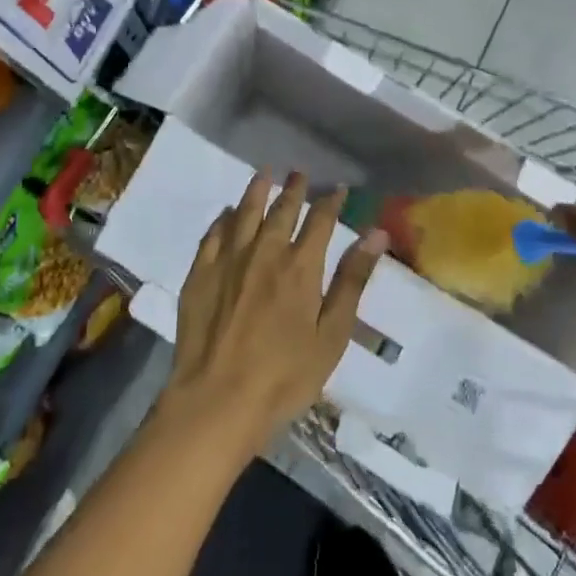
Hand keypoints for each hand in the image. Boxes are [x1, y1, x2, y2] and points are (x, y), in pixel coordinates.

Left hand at [163, 171, 386, 459]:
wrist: (217, 401)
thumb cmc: (284, 376)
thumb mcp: (331, 335)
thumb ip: (352, 281)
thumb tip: (376, 234)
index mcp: (300, 266)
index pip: (320, 220)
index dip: (330, 201)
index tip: (337, 188)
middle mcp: (264, 252)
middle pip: (281, 210)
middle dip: (293, 189)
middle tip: (298, 173)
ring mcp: (228, 261)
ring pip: (244, 213)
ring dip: (257, 191)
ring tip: (264, 174)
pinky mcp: (199, 275)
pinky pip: (212, 235)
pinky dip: (222, 219)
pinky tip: (226, 214)